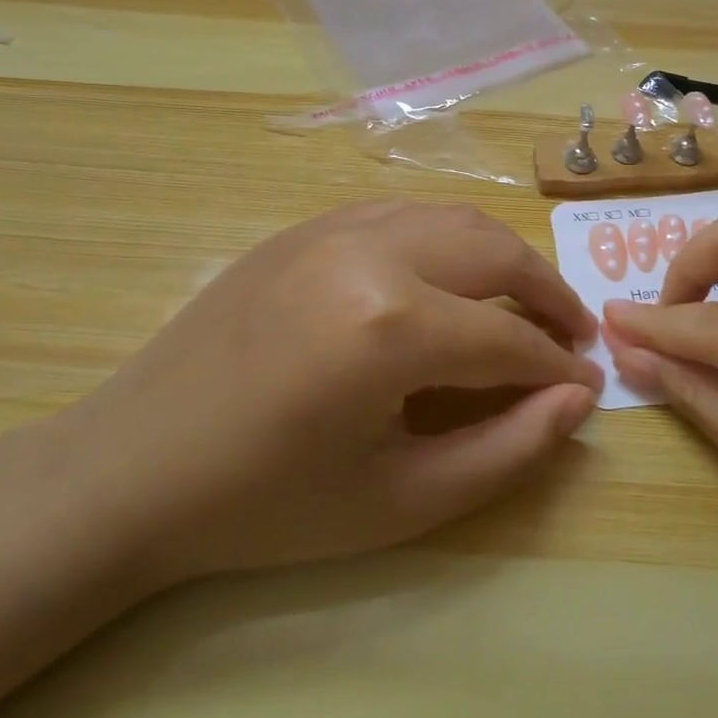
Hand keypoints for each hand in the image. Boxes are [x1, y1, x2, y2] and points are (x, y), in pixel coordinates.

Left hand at [63, 200, 601, 588]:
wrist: (131, 467)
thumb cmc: (266, 504)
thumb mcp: (399, 502)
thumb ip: (505, 452)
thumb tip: (576, 402)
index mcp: (391, 326)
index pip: (509, 340)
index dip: (558, 370)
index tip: (587, 389)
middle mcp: (371, 252)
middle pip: (496, 253)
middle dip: (549, 294)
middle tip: (570, 338)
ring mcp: (334, 226)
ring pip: (454, 219)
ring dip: (503, 258)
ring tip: (524, 303)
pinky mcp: (306, 225)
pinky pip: (403, 214)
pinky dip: (447, 239)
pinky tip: (449, 278)